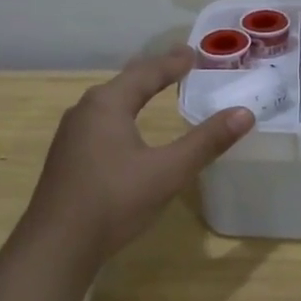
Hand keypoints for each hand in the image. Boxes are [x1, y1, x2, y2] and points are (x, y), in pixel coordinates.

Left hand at [21, 46, 253, 265]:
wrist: (56, 247)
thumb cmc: (113, 201)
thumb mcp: (167, 172)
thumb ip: (206, 142)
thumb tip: (244, 113)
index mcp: (107, 104)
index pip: (146, 73)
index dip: (172, 63)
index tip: (193, 53)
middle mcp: (85, 111)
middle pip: (125, 83)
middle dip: (153, 73)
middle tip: (179, 66)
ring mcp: (71, 135)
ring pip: (109, 103)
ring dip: (135, 93)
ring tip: (155, 90)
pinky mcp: (66, 157)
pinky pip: (100, 122)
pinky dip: (122, 114)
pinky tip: (127, 129)